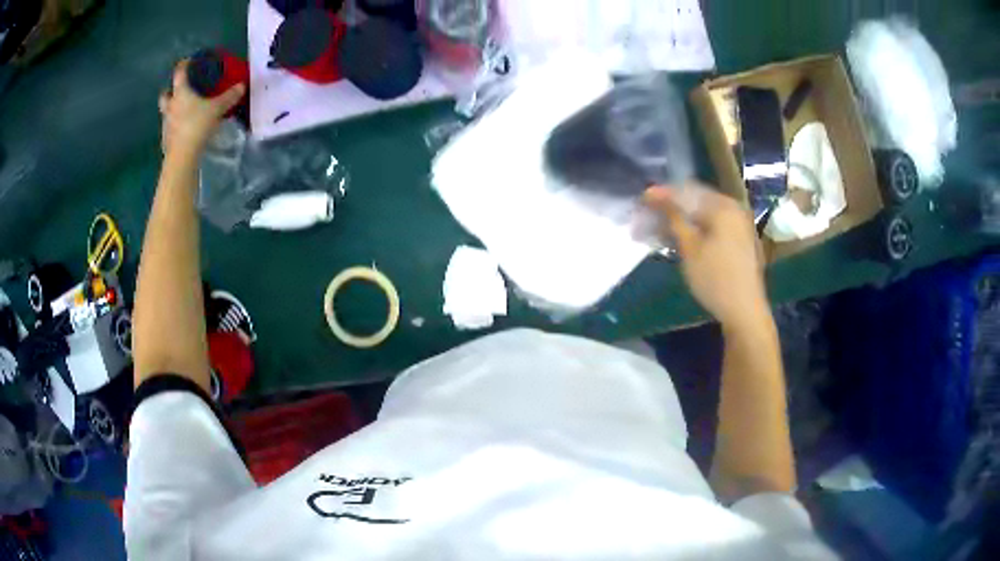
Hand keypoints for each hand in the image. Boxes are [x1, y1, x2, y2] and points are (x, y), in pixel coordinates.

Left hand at [159, 60, 245, 156]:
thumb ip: (229, 97)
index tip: (188, 61)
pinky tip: (183, 130)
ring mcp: (166, 123)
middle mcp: (170, 106)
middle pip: (165, 94)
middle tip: (178, 90)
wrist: (182, 156)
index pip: (179, 73)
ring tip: (183, 111)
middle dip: (170, 90)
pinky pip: (169, 128)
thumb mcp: (217, 109)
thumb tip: (242, 85)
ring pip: (165, 112)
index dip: (184, 65)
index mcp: (180, 93)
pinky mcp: (166, 139)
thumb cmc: (197, 125)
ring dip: (172, 109)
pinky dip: (174, 126)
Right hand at [642, 183, 767, 329]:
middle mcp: (733, 208)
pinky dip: (695, 229)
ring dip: (681, 220)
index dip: (662, 195)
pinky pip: (713, 225)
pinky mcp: (739, 240)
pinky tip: (681, 239)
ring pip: (703, 214)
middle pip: (696, 201)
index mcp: (723, 206)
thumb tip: (655, 195)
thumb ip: (673, 218)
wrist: (745, 311)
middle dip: (671, 208)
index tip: (641, 199)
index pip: (687, 191)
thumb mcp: (689, 248)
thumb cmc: (715, 279)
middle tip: (648, 218)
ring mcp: (739, 224)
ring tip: (659, 231)